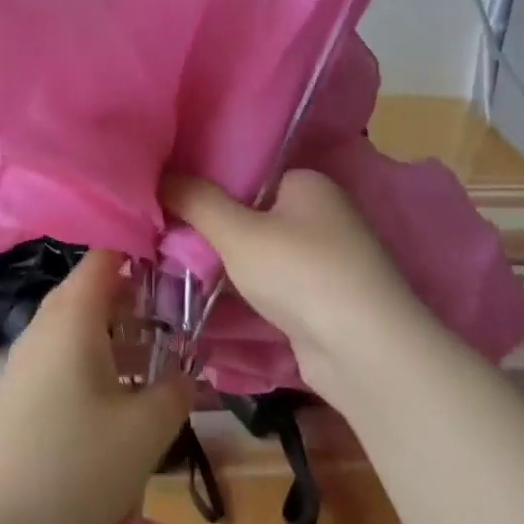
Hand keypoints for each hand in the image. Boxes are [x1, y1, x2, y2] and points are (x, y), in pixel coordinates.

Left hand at [0, 250, 193, 523]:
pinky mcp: (20, 388)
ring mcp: (28, 355)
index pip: (107, 254)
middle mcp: (47, 322)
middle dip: (138, 299)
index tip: (179, 263)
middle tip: (177, 319)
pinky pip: (65, 353)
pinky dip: (96, 359)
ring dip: (119, 334)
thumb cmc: (73, 465)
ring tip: (157, 362)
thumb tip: (186, 373)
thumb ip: (176, 392)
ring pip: (80, 324)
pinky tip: (118, 399)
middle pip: (95, 289)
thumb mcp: (145, 431)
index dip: (142, 249)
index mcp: (74, 313)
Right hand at [160, 170, 421, 393]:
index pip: (248, 171)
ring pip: (261, 252)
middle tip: (164, 232)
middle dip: (213, 228)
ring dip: (227, 263)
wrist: (365, 352)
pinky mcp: (323, 300)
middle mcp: (321, 213)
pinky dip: (247, 290)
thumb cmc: (301, 272)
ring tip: (174, 263)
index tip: (169, 195)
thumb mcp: (238, 232)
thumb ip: (197, 202)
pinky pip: (273, 284)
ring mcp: (326, 259)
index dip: (208, 183)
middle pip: (253, 213)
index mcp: (308, 182)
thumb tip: (158, 174)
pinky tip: (208, 295)